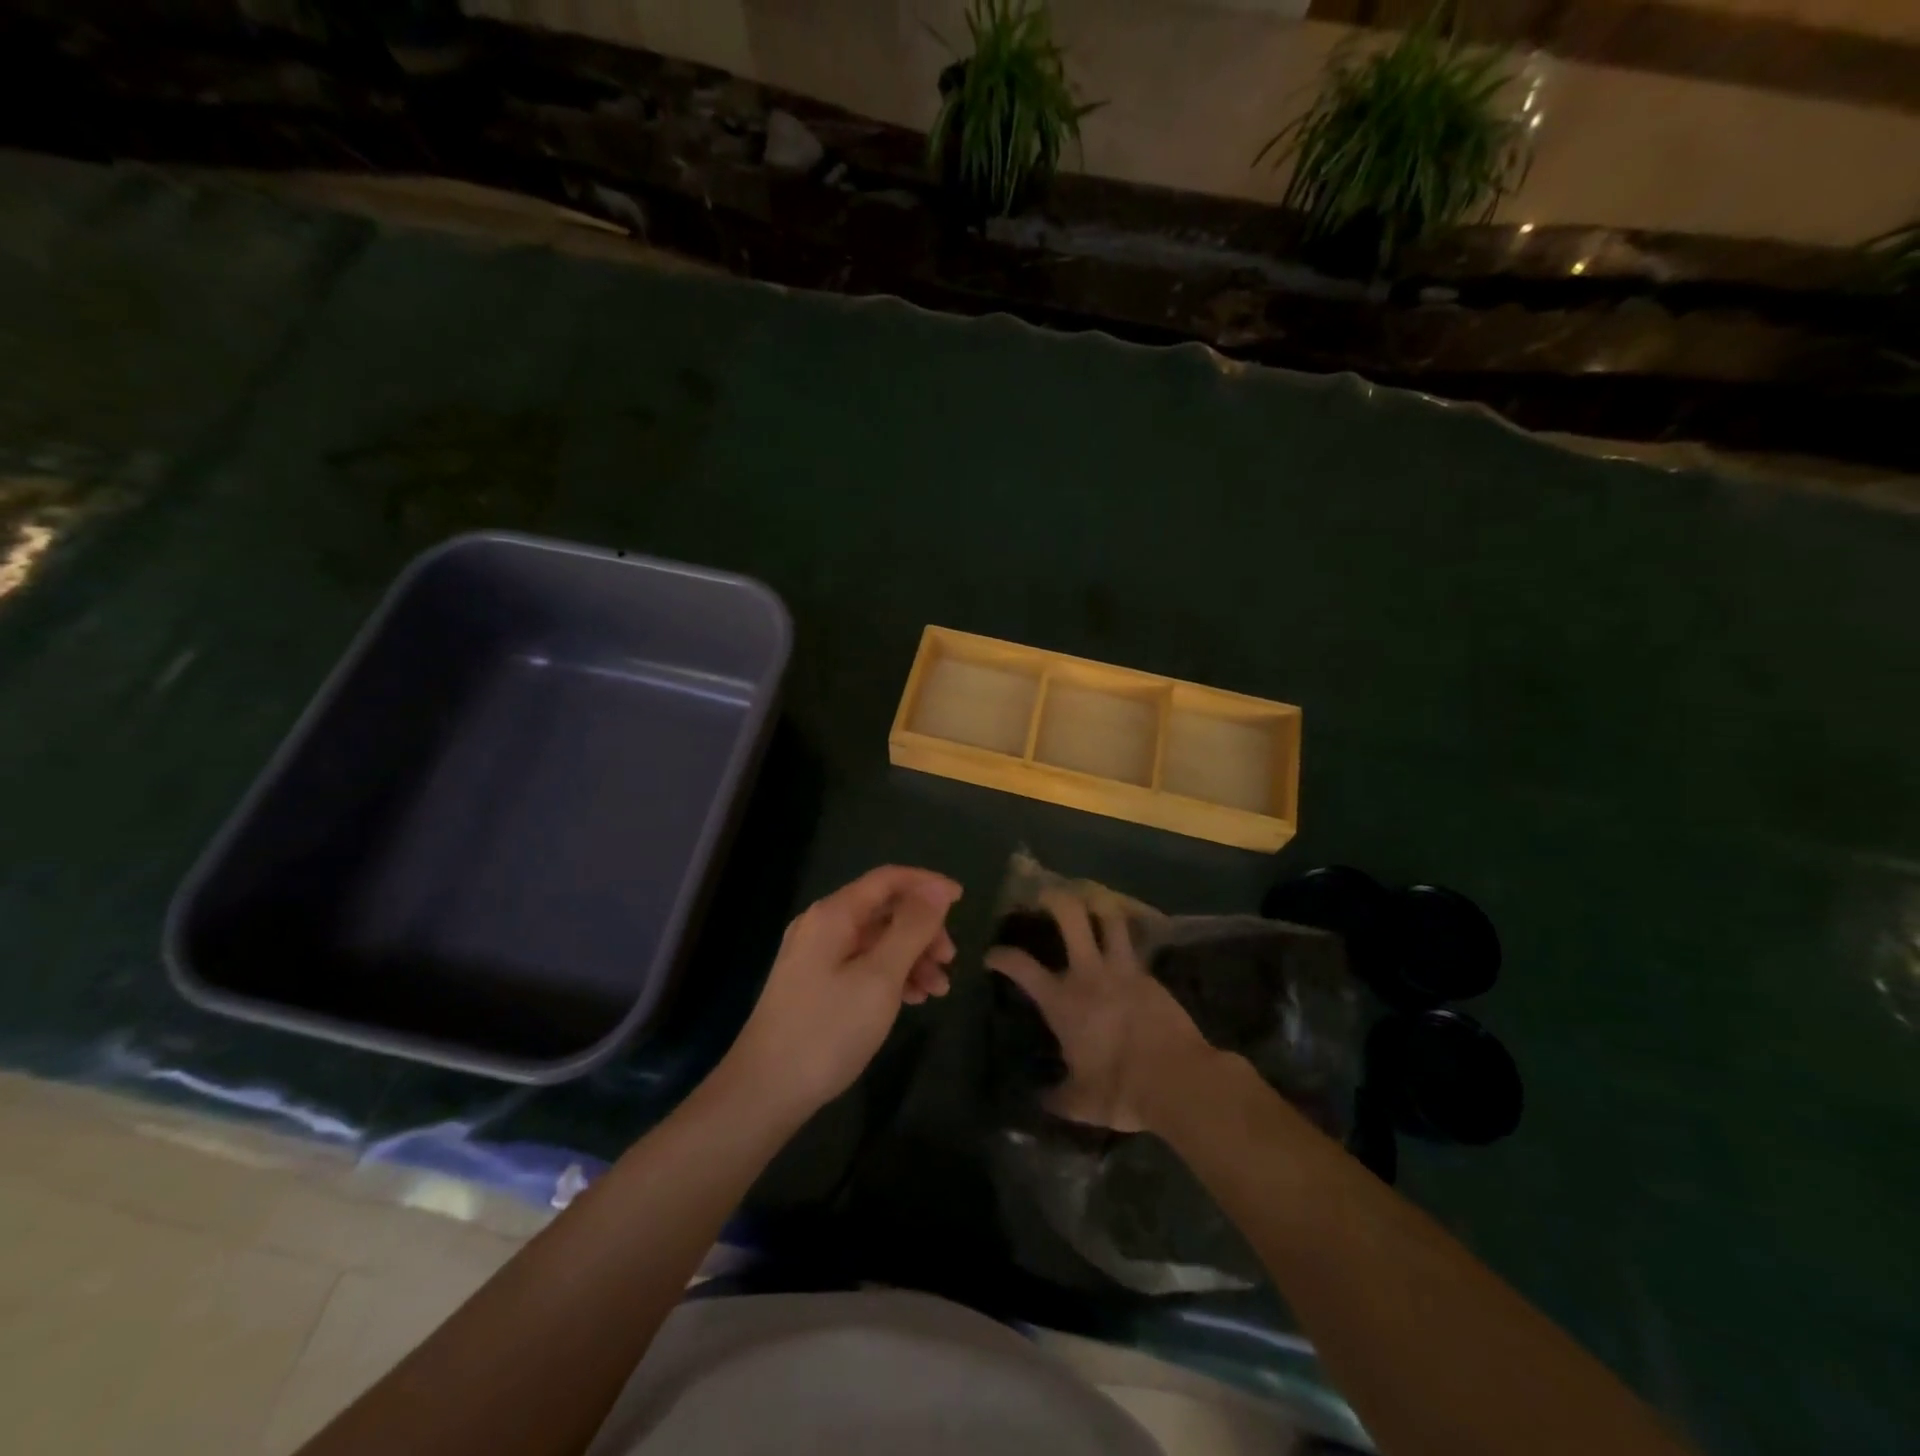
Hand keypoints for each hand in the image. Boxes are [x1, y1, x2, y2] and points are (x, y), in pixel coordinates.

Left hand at [724, 865, 961, 1116]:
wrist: (764, 1091)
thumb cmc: (828, 1029)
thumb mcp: (881, 976)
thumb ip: (911, 928)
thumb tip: (936, 889)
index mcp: (834, 914)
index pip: (889, 879)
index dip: (927, 885)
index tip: (963, 901)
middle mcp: (822, 925)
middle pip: (884, 910)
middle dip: (923, 930)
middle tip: (950, 960)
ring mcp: (815, 956)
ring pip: (876, 941)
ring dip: (912, 957)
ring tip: (938, 990)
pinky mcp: (814, 984)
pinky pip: (862, 964)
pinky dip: (891, 975)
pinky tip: (912, 999)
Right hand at [985, 886, 1214, 1132]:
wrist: (1178, 1080)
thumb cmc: (1120, 1089)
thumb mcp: (1080, 1103)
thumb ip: (1058, 1097)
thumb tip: (1041, 1100)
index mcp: (1063, 1001)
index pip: (1021, 967)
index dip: (1001, 956)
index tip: (992, 955)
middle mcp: (1089, 974)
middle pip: (1071, 917)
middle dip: (1055, 899)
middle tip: (1045, 895)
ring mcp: (1123, 969)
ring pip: (1110, 919)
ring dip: (1098, 906)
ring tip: (1090, 903)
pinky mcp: (1151, 976)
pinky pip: (1135, 945)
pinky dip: (1125, 938)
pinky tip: (1123, 943)